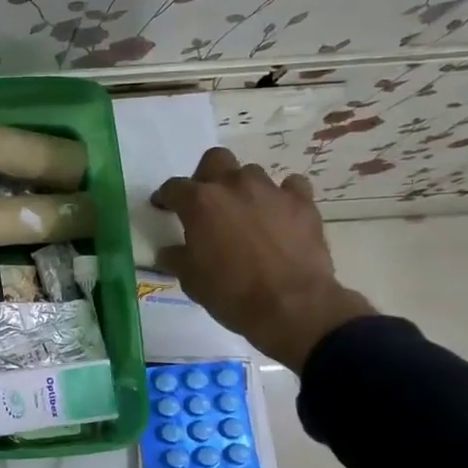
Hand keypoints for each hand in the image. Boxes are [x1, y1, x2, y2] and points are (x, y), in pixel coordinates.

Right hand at [151, 148, 374, 369]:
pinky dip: (283, 196)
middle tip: (206, 201)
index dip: (165, 197)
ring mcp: (271, 191)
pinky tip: (280, 214)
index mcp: (200, 202)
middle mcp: (234, 186)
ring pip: (252, 173)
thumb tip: (169, 251)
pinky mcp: (303, 203)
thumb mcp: (190, 279)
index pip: (174, 187)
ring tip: (245, 212)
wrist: (292, 307)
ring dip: (244, 189)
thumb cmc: (231, 293)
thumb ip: (177, 257)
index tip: (163, 207)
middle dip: (207, 175)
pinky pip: (291, 186)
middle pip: (215, 160)